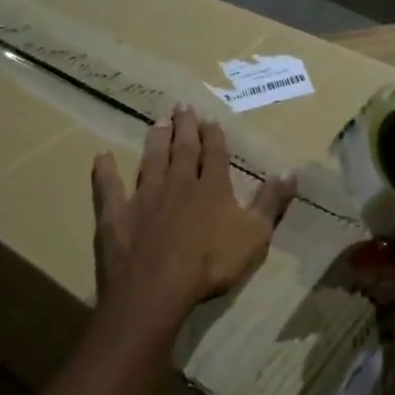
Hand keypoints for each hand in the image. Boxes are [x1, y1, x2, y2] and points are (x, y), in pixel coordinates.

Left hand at [91, 105, 295, 331]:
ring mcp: (145, 197)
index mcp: (212, 188)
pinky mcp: (116, 214)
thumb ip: (271, 202)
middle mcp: (179, 184)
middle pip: (183, 150)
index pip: (215, 154)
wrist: (157, 288)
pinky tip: (102, 156)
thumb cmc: (212, 264)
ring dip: (155, 141)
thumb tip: (291, 171)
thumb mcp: (255, 235)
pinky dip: (105, 172)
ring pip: (151, 161)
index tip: (210, 118)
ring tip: (157, 121)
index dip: (213, 136)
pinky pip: (108, 188)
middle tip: (182, 106)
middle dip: (184, 128)